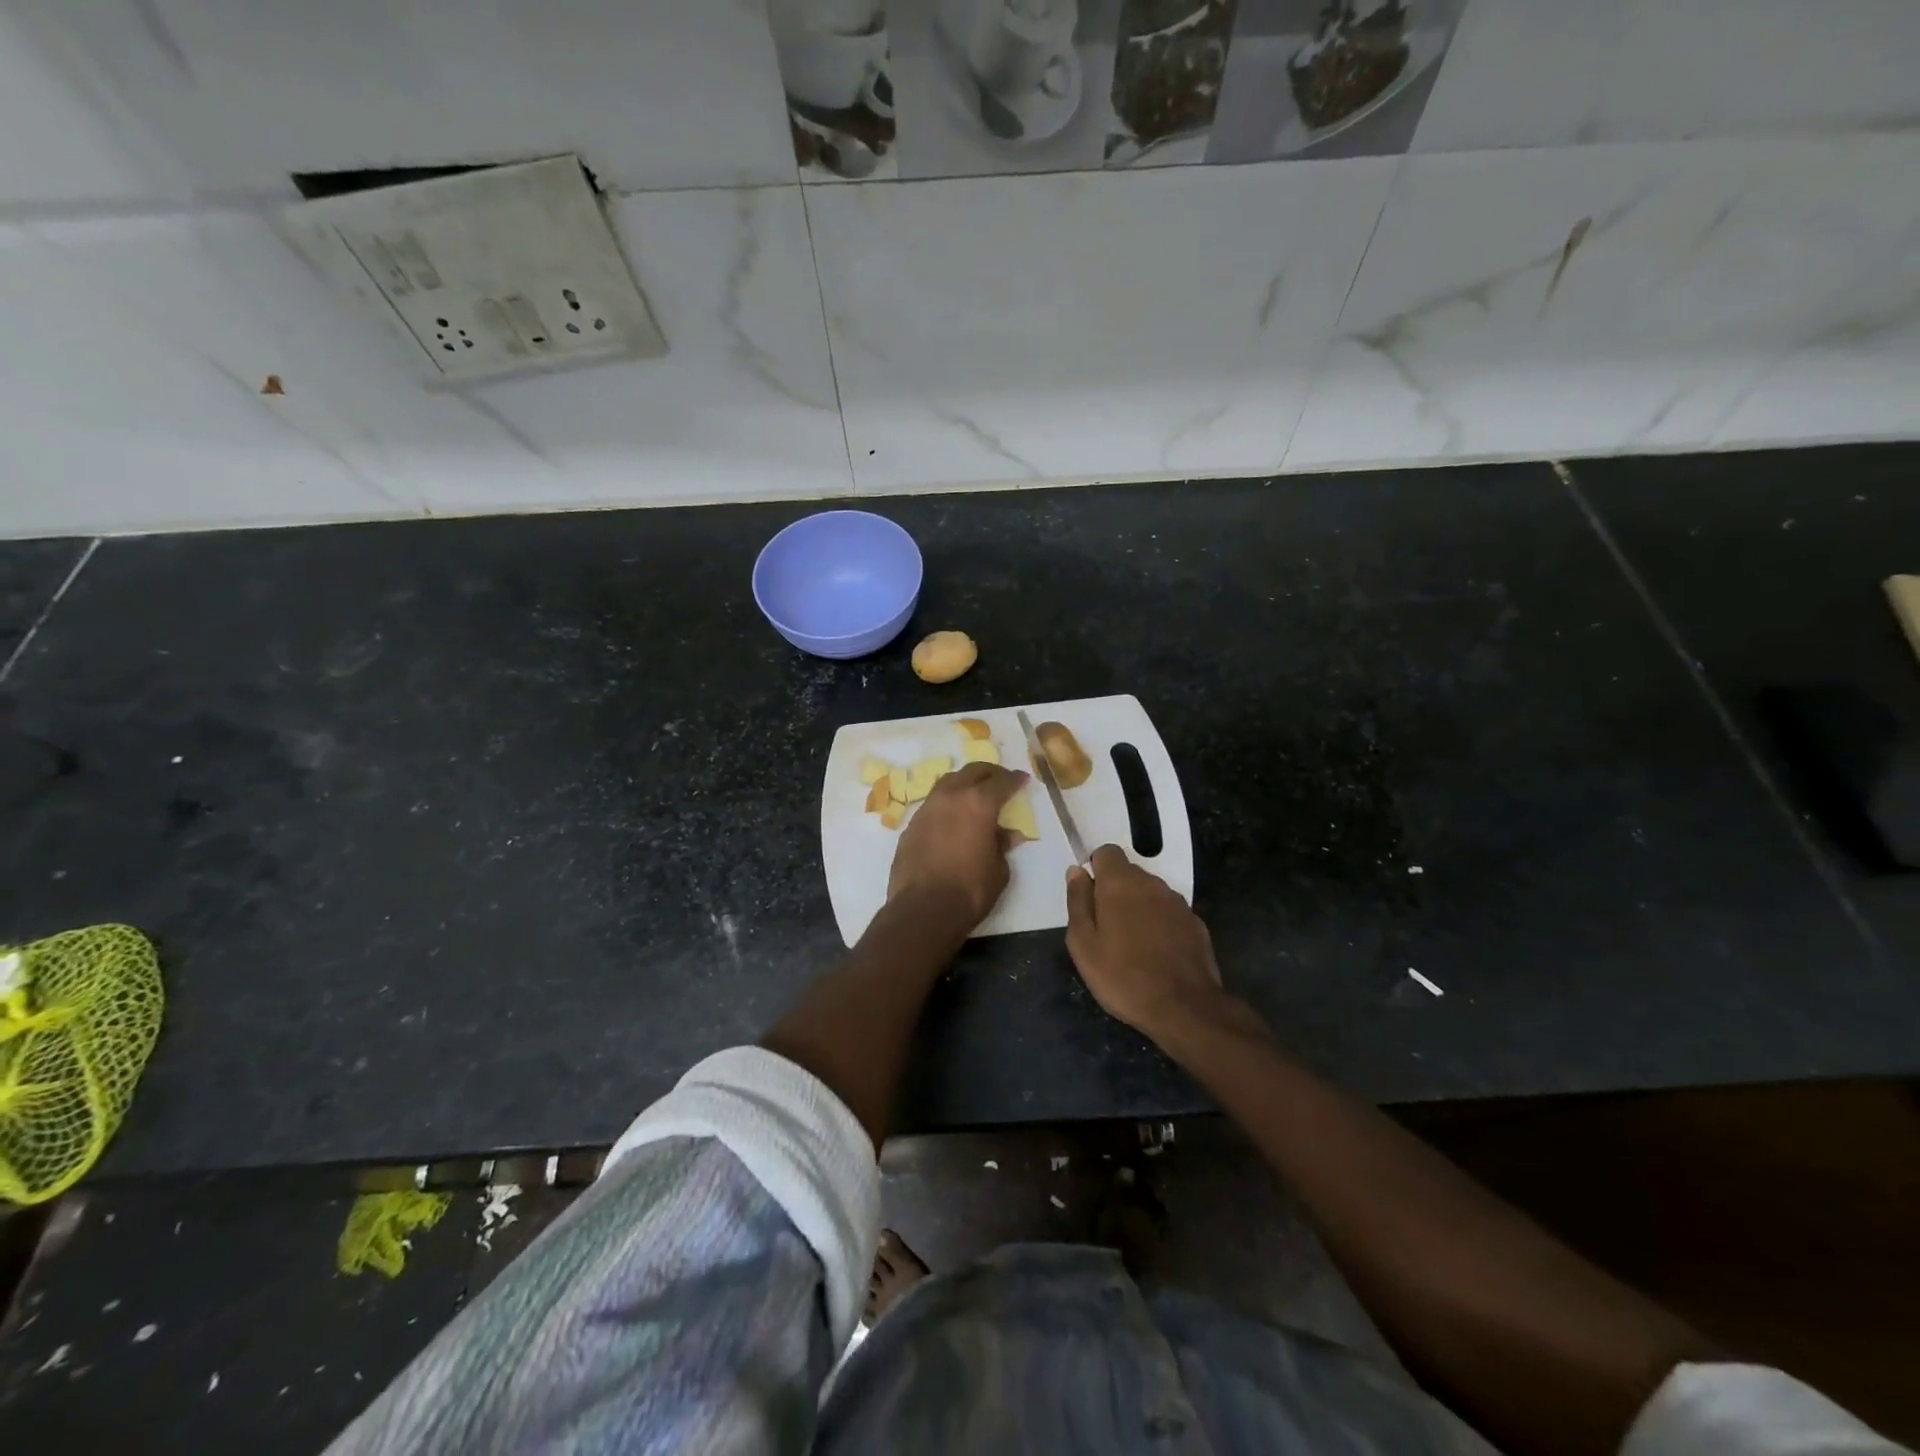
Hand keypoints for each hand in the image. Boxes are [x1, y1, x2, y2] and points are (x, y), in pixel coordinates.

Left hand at [888, 762, 1028, 927]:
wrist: (923, 909)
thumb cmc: (970, 890)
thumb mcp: (998, 870)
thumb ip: (1002, 845)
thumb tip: (1006, 834)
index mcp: (979, 804)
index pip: (1001, 782)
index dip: (1014, 779)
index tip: (1022, 779)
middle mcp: (951, 797)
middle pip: (972, 772)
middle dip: (989, 773)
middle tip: (999, 779)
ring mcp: (927, 809)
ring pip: (948, 782)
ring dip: (964, 783)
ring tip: (973, 792)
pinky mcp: (911, 825)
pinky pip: (933, 803)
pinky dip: (946, 803)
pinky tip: (951, 817)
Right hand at [1065, 844, 1224, 1037]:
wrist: (1184, 1007)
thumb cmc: (1122, 976)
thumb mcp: (1083, 944)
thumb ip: (1078, 901)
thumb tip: (1076, 871)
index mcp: (1121, 883)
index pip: (1107, 852)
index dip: (1096, 869)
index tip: (1091, 898)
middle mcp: (1152, 884)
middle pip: (1129, 872)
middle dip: (1115, 891)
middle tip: (1106, 928)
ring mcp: (1178, 903)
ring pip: (1150, 892)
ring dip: (1138, 907)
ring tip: (1131, 944)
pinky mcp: (1195, 923)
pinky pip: (1169, 912)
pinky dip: (1159, 923)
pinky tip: (1156, 953)